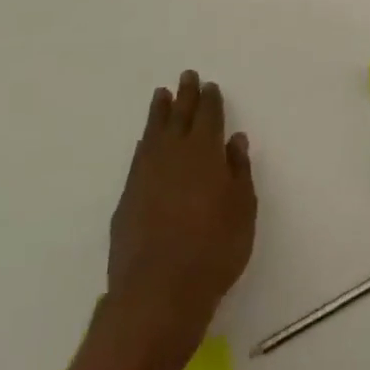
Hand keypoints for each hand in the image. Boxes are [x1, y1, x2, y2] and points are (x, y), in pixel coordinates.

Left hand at [63, 72, 256, 369]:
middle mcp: (173, 154)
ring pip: (154, 132)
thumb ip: (239, 171)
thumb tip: (234, 140)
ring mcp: (146, 174)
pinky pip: (139, 155)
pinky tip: (146, 140)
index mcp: (205, 153)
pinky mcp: (128, 197)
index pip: (208, 117)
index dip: (210, 100)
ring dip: (160, 112)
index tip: (209, 86)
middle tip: (186, 76)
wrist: (158, 292)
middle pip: (179, 116)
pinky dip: (145, 141)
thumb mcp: (242, 210)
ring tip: (161, 95)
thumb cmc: (214, 251)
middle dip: (184, 95)